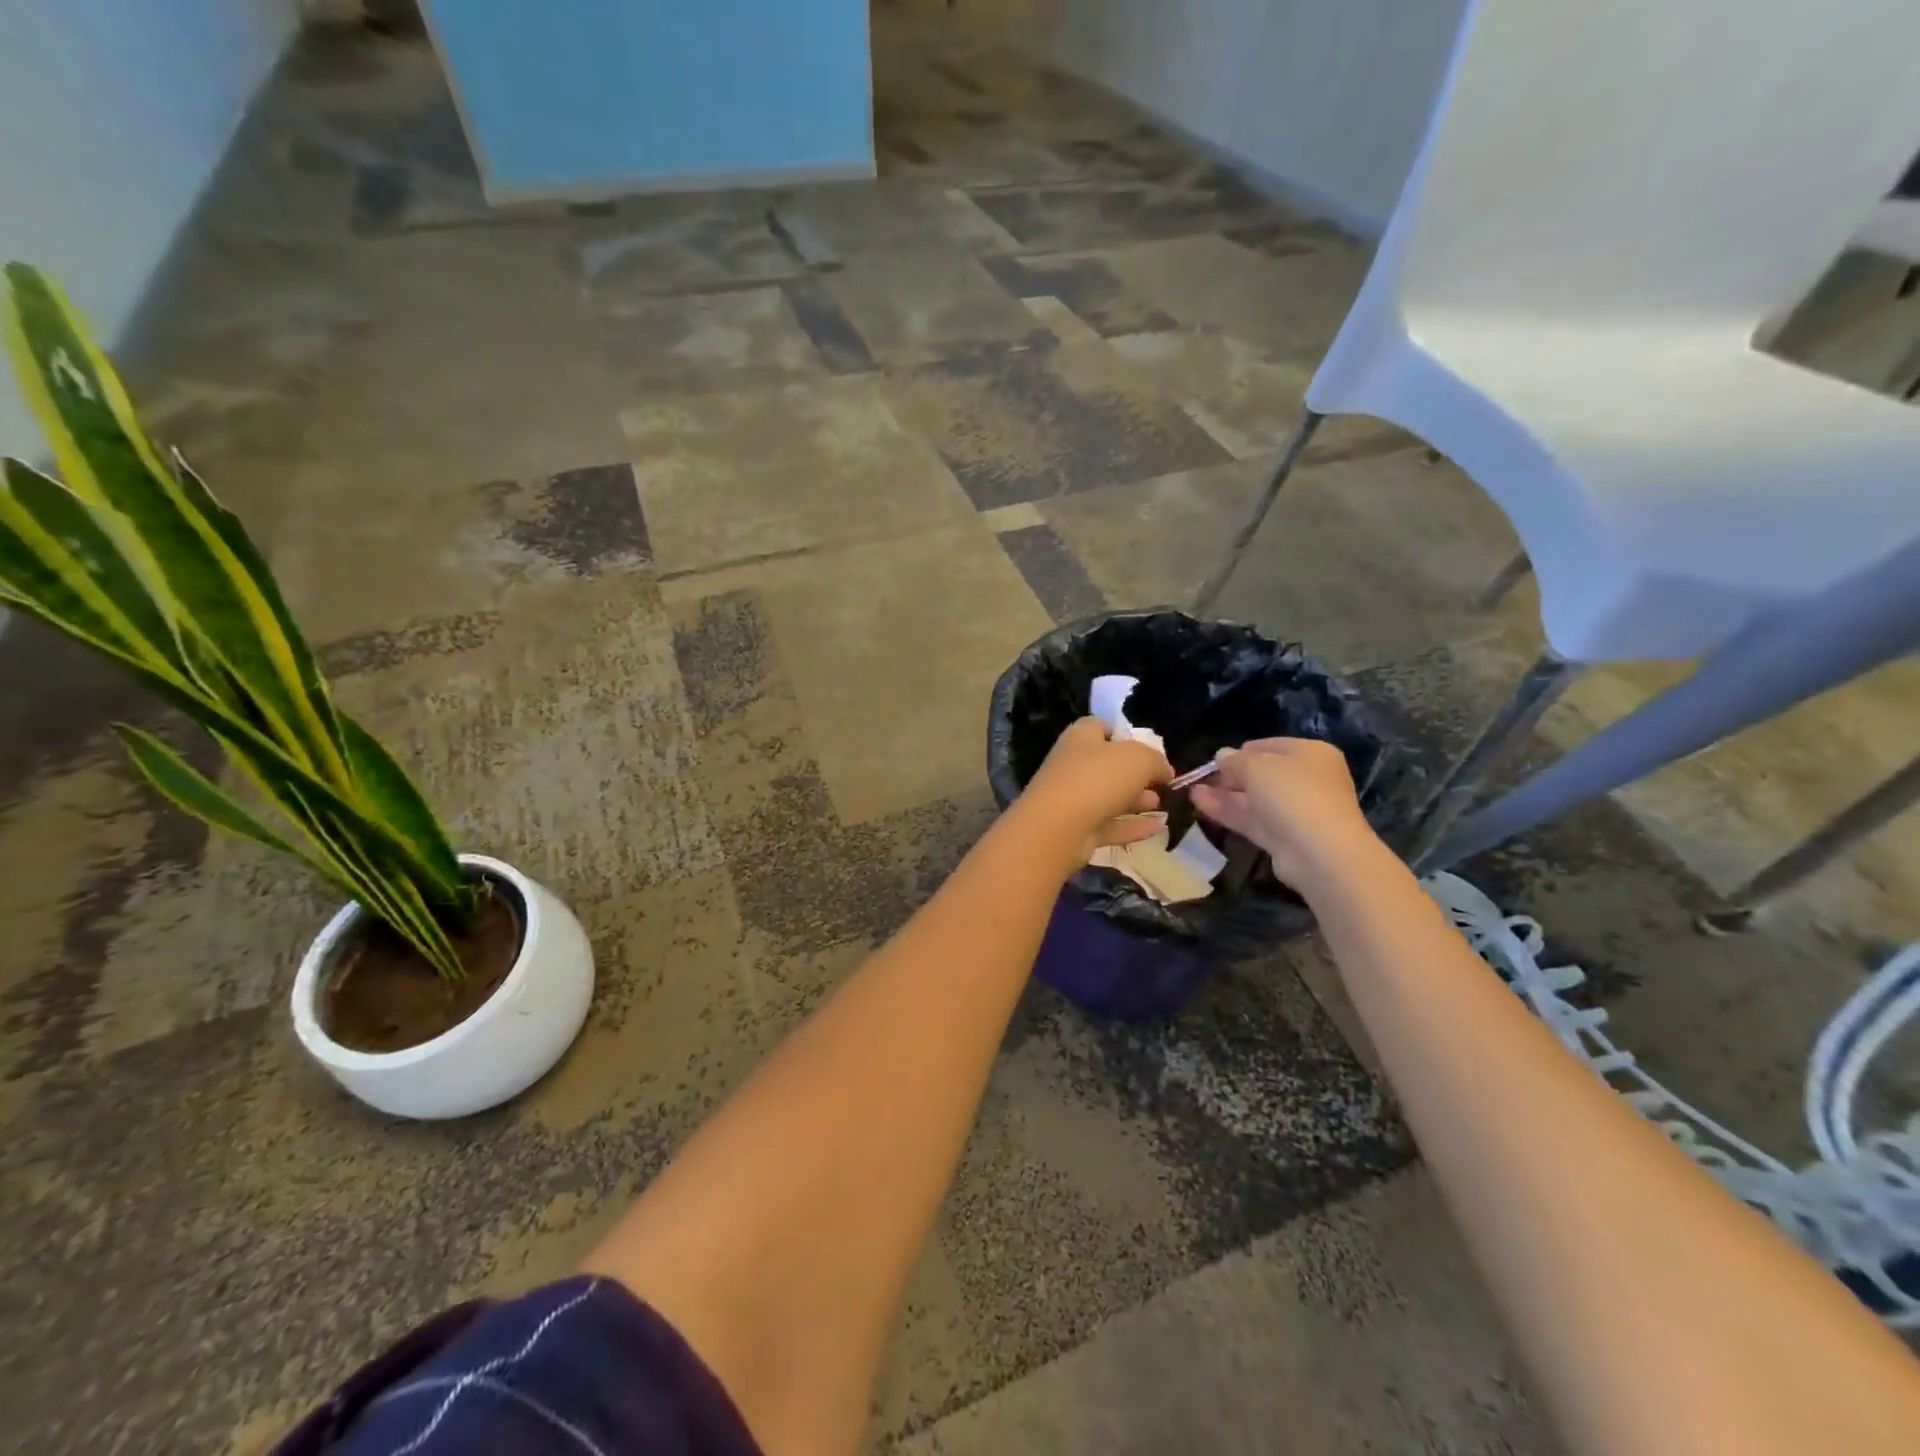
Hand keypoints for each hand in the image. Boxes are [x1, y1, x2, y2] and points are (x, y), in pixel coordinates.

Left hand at [1016, 717, 1172, 867]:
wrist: (1058, 827)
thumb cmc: (1098, 778)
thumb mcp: (1139, 759)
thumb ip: (1156, 760)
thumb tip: (1164, 770)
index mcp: (1081, 737)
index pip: (1101, 727)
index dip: (1125, 735)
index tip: (1150, 748)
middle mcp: (1073, 765)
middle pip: (1108, 765)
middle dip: (1137, 774)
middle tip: (1162, 783)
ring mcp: (1072, 799)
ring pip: (1109, 797)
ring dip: (1136, 801)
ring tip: (1163, 805)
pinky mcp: (1076, 830)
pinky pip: (1109, 825)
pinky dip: (1132, 826)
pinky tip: (1159, 829)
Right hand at [1189, 738, 1381, 890]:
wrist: (1319, 852)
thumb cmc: (1292, 794)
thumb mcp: (1256, 767)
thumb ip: (1235, 760)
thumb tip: (1222, 755)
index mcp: (1310, 754)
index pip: (1269, 746)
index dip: (1240, 751)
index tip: (1215, 759)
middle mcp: (1307, 780)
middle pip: (1262, 774)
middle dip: (1230, 775)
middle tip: (1201, 777)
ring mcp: (1296, 811)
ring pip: (1254, 798)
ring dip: (1224, 794)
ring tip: (1192, 790)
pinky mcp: (1284, 837)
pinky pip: (1253, 819)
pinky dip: (1228, 812)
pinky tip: (1200, 805)